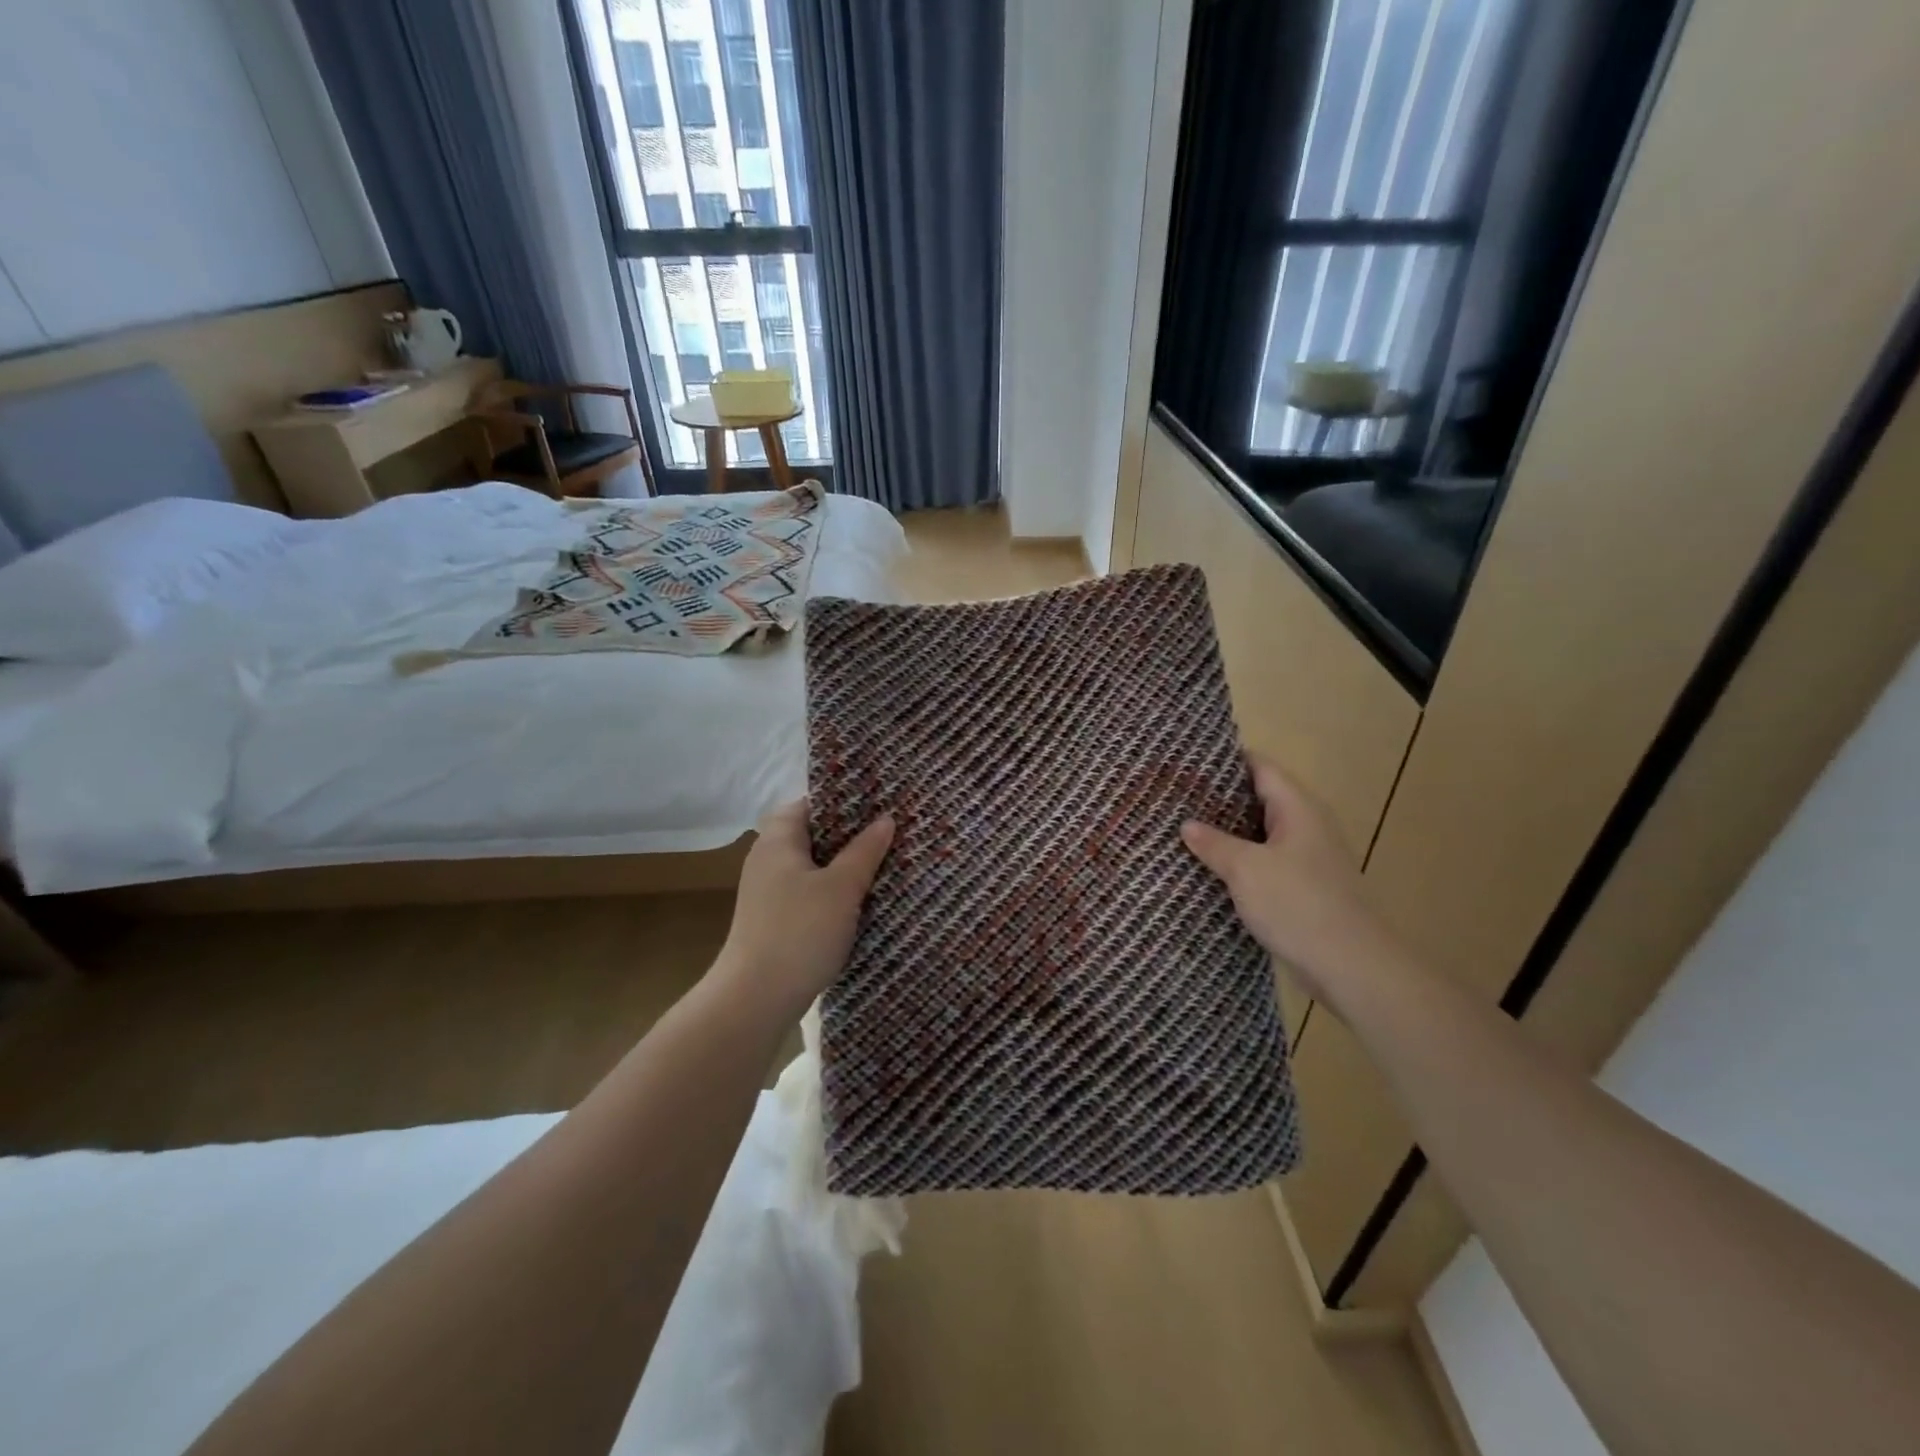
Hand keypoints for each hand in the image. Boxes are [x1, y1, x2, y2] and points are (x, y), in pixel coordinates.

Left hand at [712, 799, 893, 1019]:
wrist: (756, 999)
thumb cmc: (800, 932)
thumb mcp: (842, 888)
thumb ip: (865, 851)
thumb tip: (886, 819)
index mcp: (778, 840)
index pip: (811, 803)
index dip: (845, 800)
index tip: (880, 802)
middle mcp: (768, 859)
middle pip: (814, 834)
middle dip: (851, 834)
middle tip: (891, 831)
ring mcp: (770, 891)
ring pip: (815, 866)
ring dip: (845, 865)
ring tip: (885, 862)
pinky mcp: (776, 919)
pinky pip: (811, 892)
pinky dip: (835, 891)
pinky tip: (862, 899)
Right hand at [1181, 758, 1388, 1004]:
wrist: (1351, 966)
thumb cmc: (1298, 905)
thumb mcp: (1246, 869)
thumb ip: (1214, 843)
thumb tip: (1187, 825)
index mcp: (1298, 808)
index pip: (1261, 767)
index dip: (1226, 760)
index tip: (1188, 760)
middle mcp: (1307, 825)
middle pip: (1260, 798)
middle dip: (1221, 796)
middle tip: (1176, 796)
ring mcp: (1309, 858)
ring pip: (1261, 832)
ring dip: (1229, 831)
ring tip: (1184, 828)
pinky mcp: (1305, 887)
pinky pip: (1266, 861)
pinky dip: (1240, 859)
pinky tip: (1211, 868)